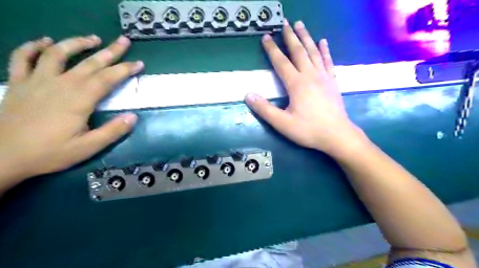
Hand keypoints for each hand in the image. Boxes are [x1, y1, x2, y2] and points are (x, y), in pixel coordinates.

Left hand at [0, 35, 141, 181]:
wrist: (2, 157)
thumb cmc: (50, 152)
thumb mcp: (88, 147)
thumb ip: (113, 131)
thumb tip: (133, 117)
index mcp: (79, 99)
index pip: (108, 78)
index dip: (125, 69)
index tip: (139, 63)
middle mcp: (61, 84)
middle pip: (89, 63)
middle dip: (110, 51)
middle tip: (124, 40)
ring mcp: (37, 81)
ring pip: (57, 53)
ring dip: (77, 43)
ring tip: (92, 38)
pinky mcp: (18, 83)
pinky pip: (22, 58)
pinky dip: (32, 46)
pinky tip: (44, 41)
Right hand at [245, 20, 361, 154]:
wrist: (337, 135)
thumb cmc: (308, 130)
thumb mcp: (282, 123)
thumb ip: (264, 109)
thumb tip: (248, 95)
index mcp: (296, 84)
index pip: (281, 62)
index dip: (272, 49)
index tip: (266, 36)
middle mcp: (310, 75)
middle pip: (299, 51)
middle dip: (290, 36)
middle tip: (284, 23)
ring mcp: (324, 77)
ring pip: (313, 52)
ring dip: (306, 37)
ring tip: (300, 25)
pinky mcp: (333, 81)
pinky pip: (328, 61)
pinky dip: (325, 50)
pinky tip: (323, 42)